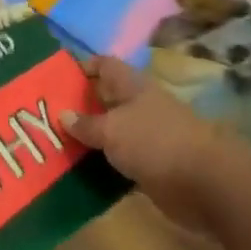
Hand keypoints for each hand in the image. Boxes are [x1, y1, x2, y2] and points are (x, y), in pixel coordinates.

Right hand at [63, 56, 248, 229]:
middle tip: (45, 116)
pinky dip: (103, 165)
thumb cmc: (154, 143)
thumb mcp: (112, 130)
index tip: (55, 79)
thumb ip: (86, 124)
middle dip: (79, 106)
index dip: (82, 67)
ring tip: (55, 145)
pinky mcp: (152, 166)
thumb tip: (64, 115)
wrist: (205, 184)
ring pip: (111, 132)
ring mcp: (148, 137)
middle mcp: (140, 107)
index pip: (105, 65)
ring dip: (89, 139)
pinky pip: (120, 160)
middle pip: (106, 99)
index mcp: (133, 87)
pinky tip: (79, 172)